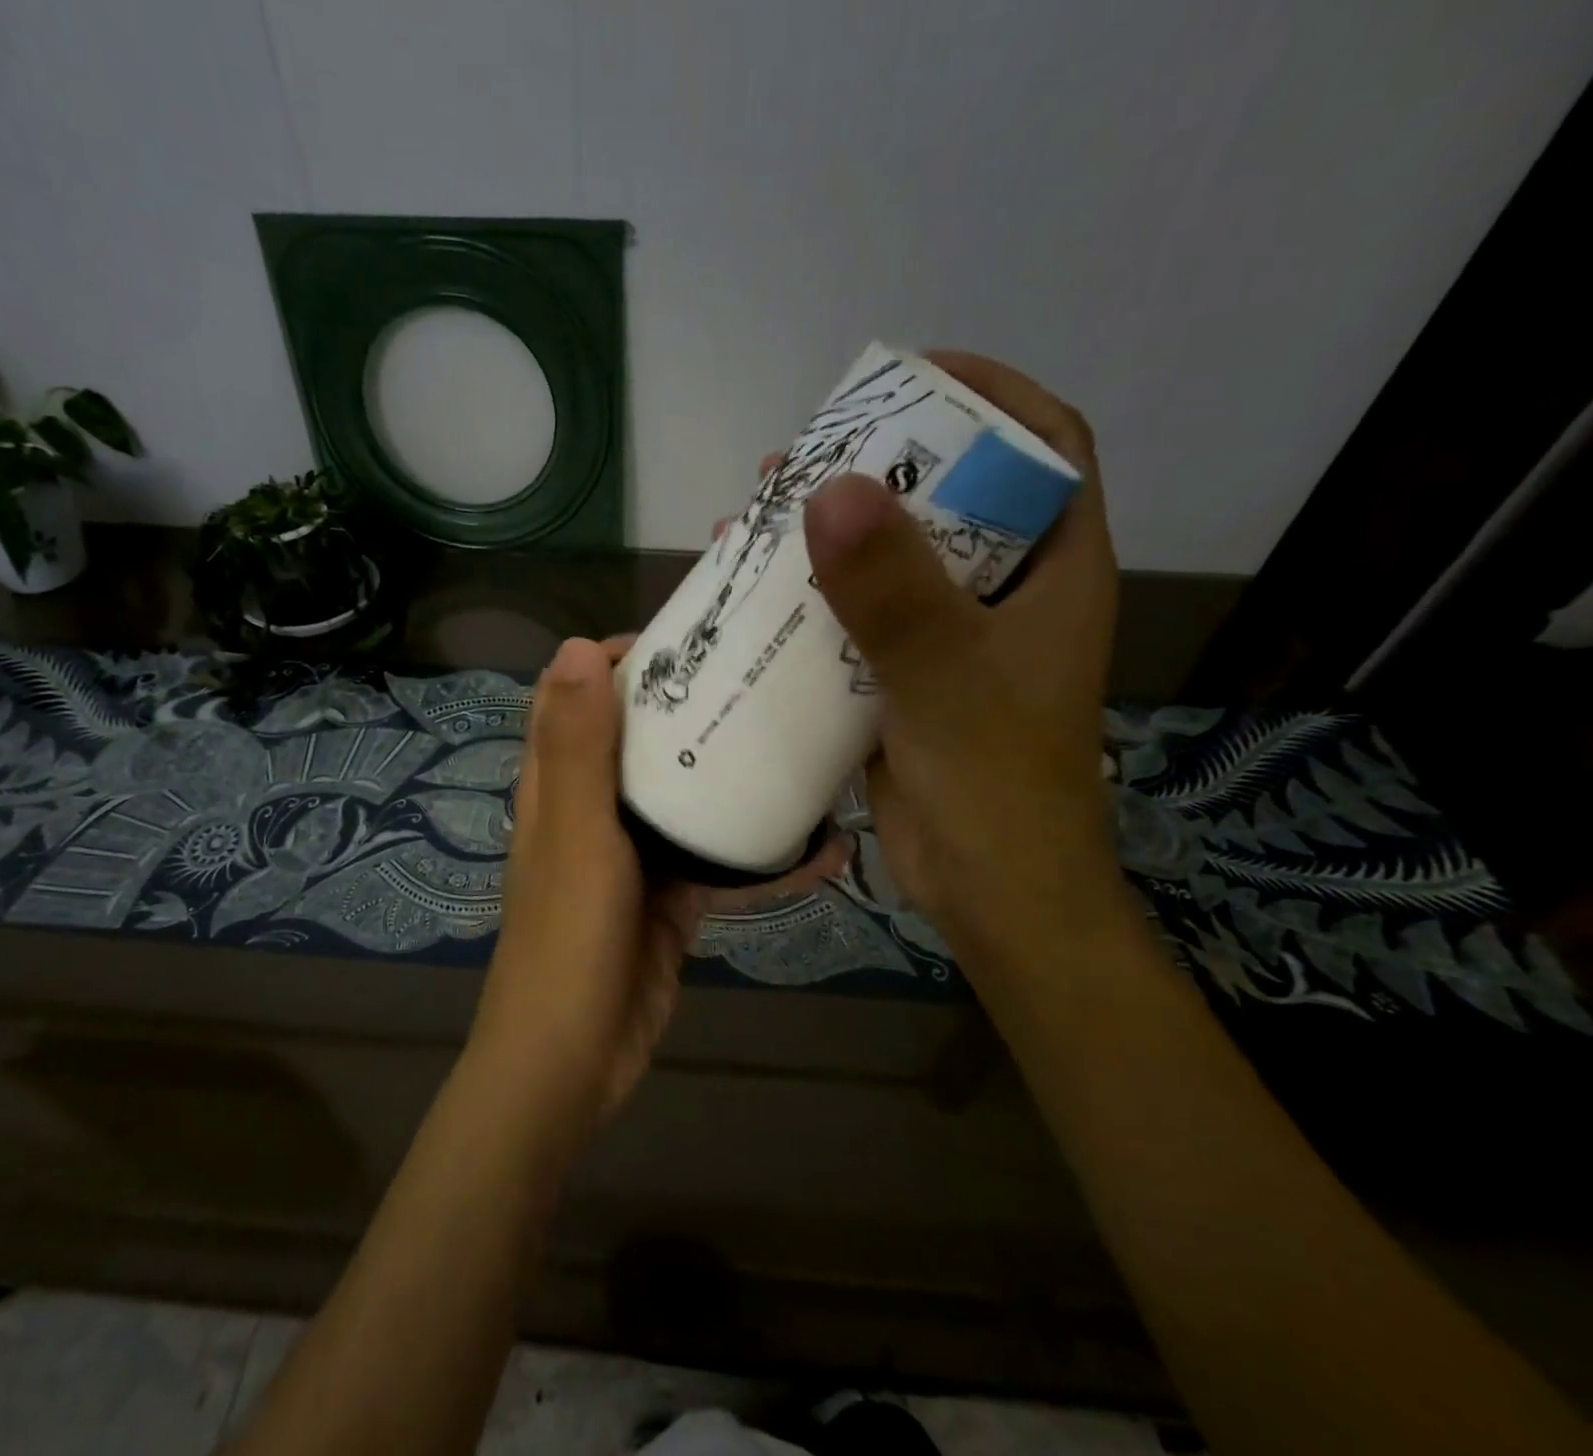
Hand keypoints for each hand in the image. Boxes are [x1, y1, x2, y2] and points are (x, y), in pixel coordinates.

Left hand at [467, 637, 846, 1150]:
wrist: (575, 1061)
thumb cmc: (566, 940)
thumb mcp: (577, 836)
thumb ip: (577, 748)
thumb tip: (578, 646)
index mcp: (559, 781)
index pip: (578, 693)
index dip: (622, 659)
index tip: (689, 640)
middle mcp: (595, 806)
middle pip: (642, 736)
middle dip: (693, 705)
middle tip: (765, 679)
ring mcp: (636, 852)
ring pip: (687, 794)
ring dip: (735, 773)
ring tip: (805, 744)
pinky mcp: (672, 895)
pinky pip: (720, 860)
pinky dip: (763, 855)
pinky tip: (825, 849)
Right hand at [802, 352, 1121, 969]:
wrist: (988, 888)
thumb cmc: (994, 781)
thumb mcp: (945, 674)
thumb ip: (893, 587)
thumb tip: (826, 486)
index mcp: (1052, 571)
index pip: (1045, 447)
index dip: (989, 396)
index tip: (910, 376)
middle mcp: (1005, 594)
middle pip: (952, 498)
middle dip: (883, 464)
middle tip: (808, 454)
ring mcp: (953, 638)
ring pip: (896, 561)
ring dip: (835, 534)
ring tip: (765, 511)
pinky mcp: (905, 679)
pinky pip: (859, 619)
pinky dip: (814, 600)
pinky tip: (757, 594)